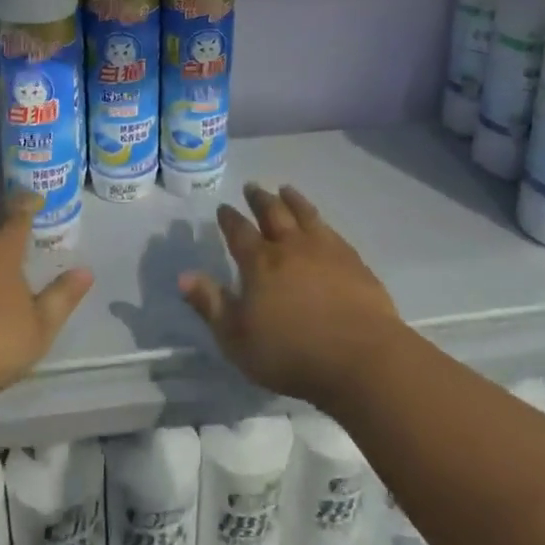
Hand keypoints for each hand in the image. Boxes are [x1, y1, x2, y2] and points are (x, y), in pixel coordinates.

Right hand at [180, 184, 405, 407]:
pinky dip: (320, 219)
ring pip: (305, 214)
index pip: (239, 232)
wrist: (360, 357)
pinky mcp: (353, 261)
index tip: (223, 207)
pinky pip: (331, 230)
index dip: (229, 218)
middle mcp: (290, 246)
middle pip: (273, 213)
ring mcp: (325, 250)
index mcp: (259, 263)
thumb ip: (211, 304)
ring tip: (285, 189)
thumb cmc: (291, 353)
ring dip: (292, 199)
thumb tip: (183, 276)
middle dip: (259, 199)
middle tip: (252, 187)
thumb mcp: (237, 338)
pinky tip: (321, 223)